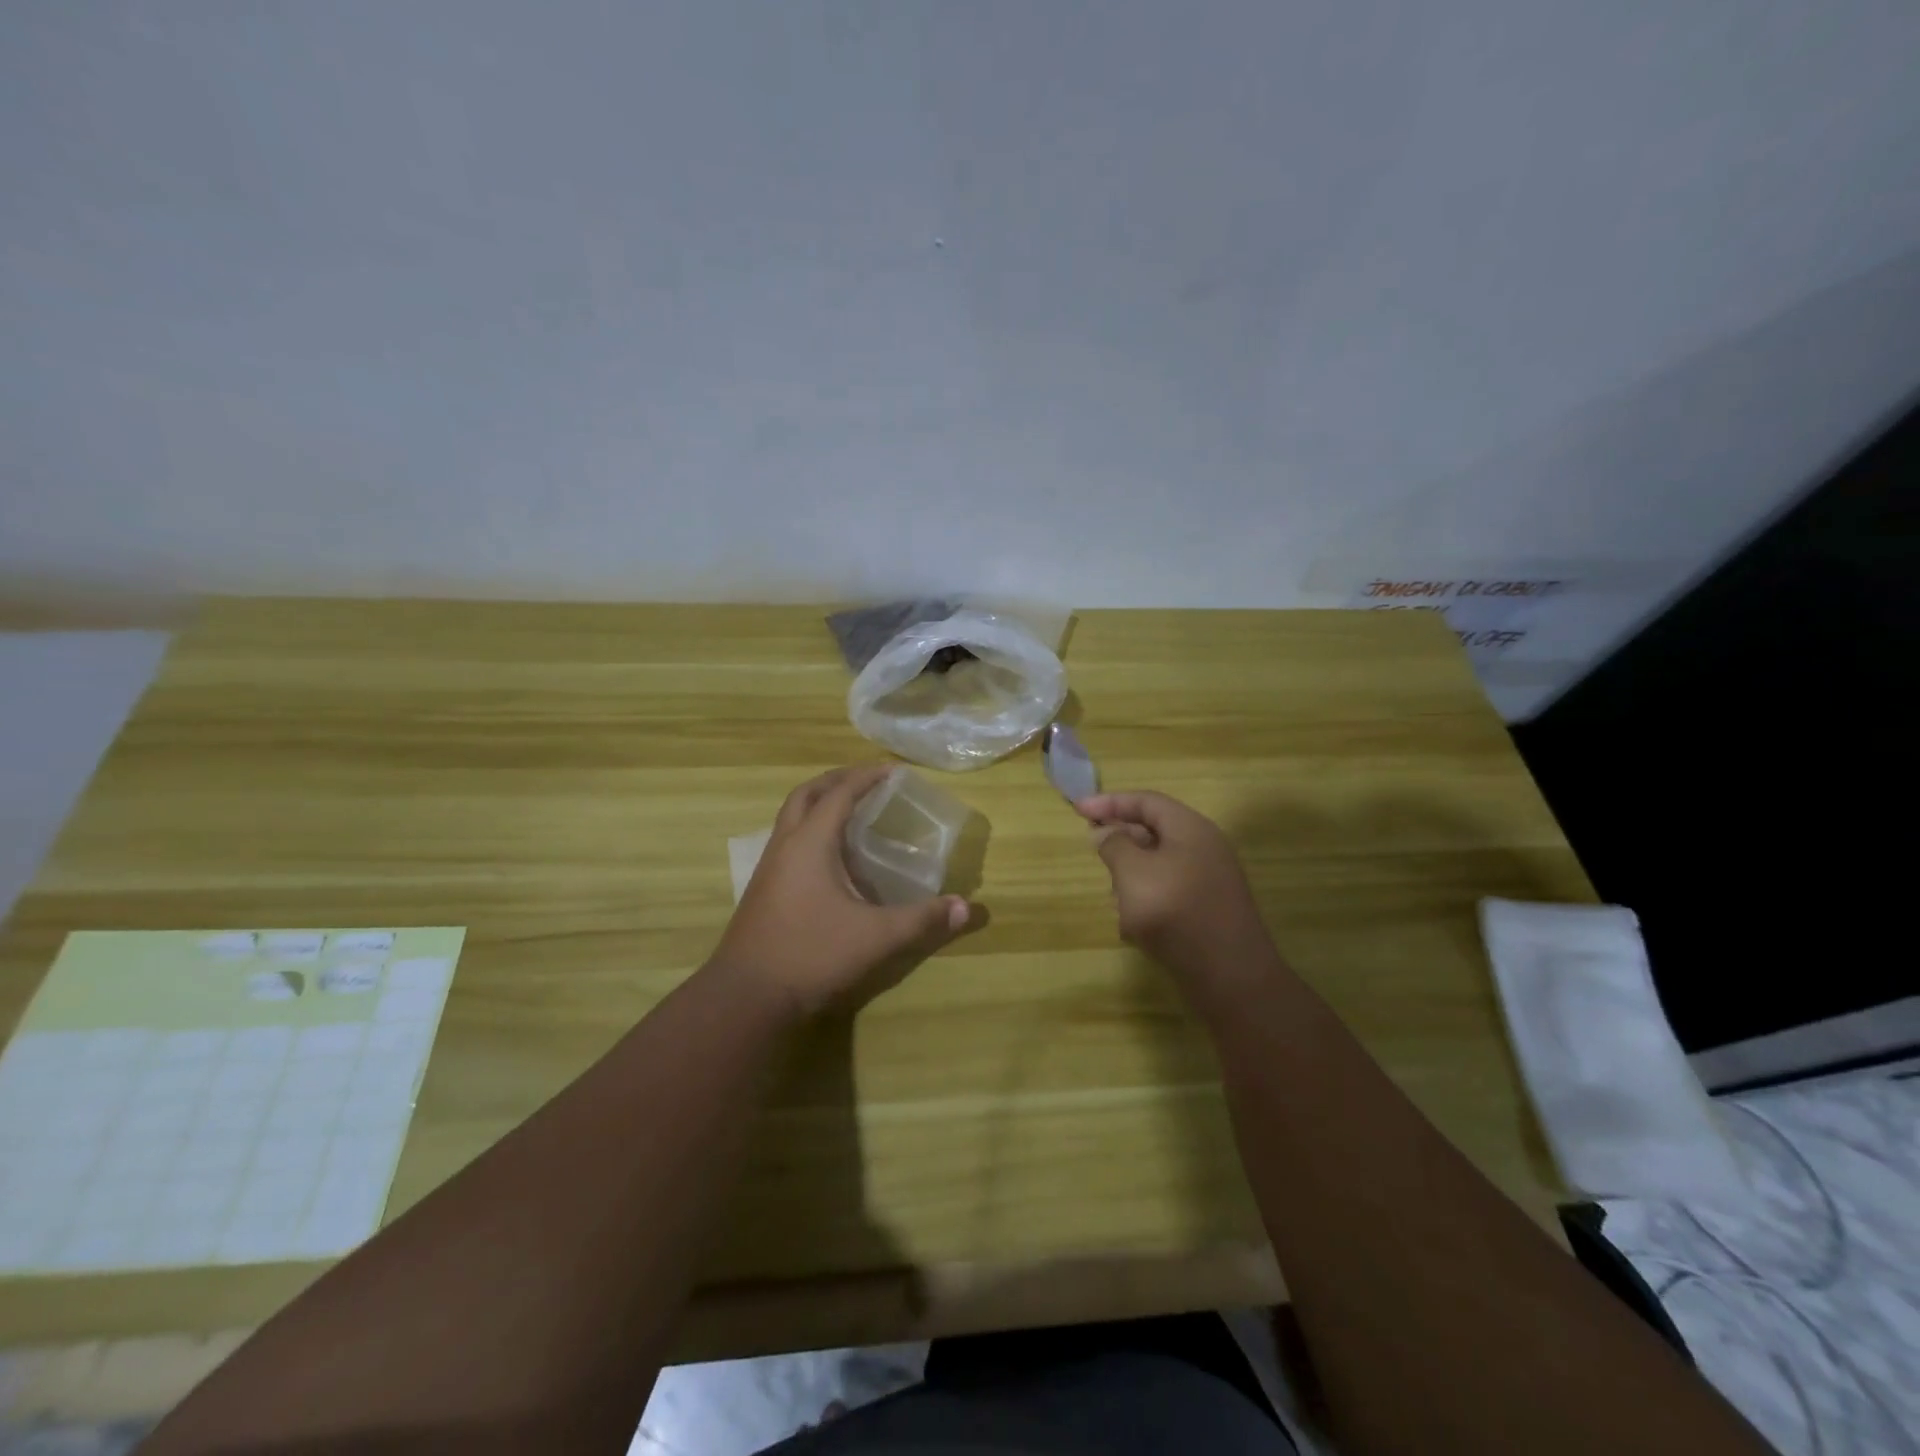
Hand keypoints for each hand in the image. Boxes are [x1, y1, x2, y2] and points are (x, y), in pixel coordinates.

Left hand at [715, 765, 976, 1016]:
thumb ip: (921, 919)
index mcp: (810, 843)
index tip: (893, 770)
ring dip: (819, 804)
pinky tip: (831, 859)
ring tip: (852, 813)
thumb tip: (966, 908)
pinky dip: (810, 831)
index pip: (840, 793)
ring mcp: (769, 868)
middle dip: (838, 780)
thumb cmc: (811, 954)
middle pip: (807, 794)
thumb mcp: (875, 937)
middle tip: (868, 782)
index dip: (867, 777)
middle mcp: (785, 845)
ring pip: (791, 817)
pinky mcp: (763, 889)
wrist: (746, 996)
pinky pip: (788, 841)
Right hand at [1075, 791, 1276, 983]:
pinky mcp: (1206, 910)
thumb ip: (1114, 845)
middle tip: (1092, 848)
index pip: (1146, 801)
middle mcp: (1203, 848)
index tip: (1078, 810)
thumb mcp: (1133, 872)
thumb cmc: (1175, 911)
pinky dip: (1145, 898)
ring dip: (1130, 874)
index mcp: (1190, 829)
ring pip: (1158, 864)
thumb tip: (1104, 832)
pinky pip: (1168, 891)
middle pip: (1154, 830)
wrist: (1229, 976)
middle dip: (1120, 839)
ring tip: (1111, 894)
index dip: (1110, 802)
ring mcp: (1207, 881)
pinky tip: (1131, 923)